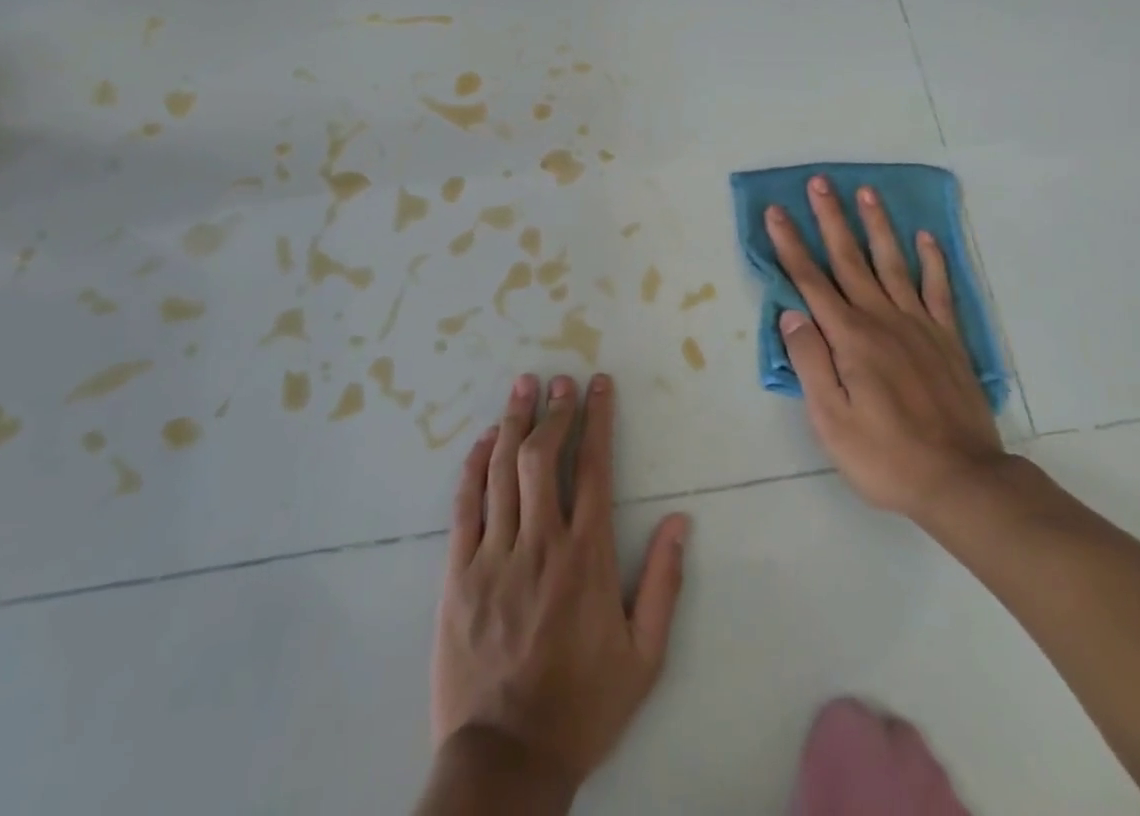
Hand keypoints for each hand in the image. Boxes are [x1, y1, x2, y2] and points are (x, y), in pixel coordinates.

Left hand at [432, 372, 689, 793]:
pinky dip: (472, 467)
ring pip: (502, 470)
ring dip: (513, 422)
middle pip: (543, 456)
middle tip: (560, 379)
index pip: (593, 468)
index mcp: (586, 557)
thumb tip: (681, 522)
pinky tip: (481, 442)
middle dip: (554, 410)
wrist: (507, 760)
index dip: (598, 419)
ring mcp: (494, 555)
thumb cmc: (582, 705)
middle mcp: (540, 542)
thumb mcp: (644, 657)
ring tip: (522, 386)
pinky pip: (465, 506)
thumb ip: (663, 584)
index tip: (599, 385)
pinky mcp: (458, 573)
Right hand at [767, 177, 1012, 532]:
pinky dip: (932, 260)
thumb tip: (791, 314)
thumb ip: (810, 362)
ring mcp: (919, 325)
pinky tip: (924, 237)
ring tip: (866, 192)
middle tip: (820, 182)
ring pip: (893, 263)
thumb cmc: (885, 455)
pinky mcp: (948, 338)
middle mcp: (882, 319)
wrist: (961, 480)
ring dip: (877, 226)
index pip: (811, 281)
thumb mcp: (831, 420)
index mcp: (849, 338)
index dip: (790, 244)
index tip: (776, 212)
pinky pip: (939, 289)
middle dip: (830, 219)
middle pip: (850, 259)